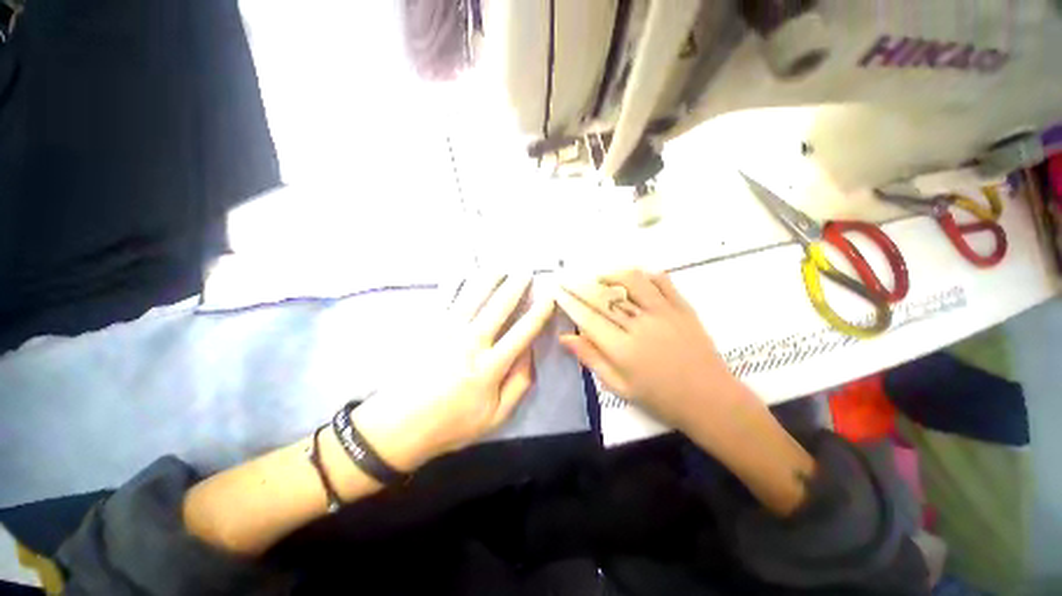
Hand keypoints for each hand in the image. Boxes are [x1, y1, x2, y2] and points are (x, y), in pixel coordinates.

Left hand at [353, 273, 554, 470]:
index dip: (538, 313)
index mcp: (489, 367)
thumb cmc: (451, 424)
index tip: (549, 296)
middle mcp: (470, 343)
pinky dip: (454, 282)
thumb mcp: (495, 417)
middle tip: (526, 271)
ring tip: (501, 266)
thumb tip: (530, 352)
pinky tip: (463, 270)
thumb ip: (519, 384)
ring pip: (473, 296)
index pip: (522, 333)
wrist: (398, 427)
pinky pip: (444, 299)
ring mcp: (446, 331)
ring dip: (489, 278)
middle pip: (498, 307)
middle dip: (515, 286)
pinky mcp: (428, 328)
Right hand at [555, 269, 741, 428]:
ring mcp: (664, 313)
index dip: (569, 302)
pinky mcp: (682, 308)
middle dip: (580, 285)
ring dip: (610, 275)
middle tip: (568, 279)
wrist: (710, 399)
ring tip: (599, 278)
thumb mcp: (618, 386)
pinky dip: (645, 275)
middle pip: (603, 297)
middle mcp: (640, 326)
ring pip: (632, 281)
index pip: (587, 318)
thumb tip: (566, 337)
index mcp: (622, 349)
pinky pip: (661, 281)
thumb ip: (591, 358)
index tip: (558, 293)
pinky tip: (634, 280)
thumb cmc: (660, 398)